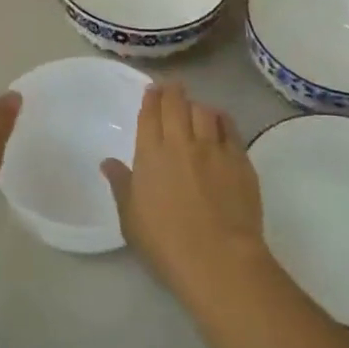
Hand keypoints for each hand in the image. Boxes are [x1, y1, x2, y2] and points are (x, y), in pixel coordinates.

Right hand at [101, 82, 267, 304]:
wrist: (218, 258)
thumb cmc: (165, 242)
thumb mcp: (130, 218)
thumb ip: (121, 184)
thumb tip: (108, 162)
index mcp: (151, 153)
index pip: (150, 113)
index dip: (151, 98)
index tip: (152, 90)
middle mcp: (182, 142)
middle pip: (177, 104)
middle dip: (172, 92)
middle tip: (171, 89)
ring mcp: (213, 148)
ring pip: (204, 111)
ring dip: (196, 105)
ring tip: (195, 108)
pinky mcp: (240, 159)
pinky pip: (230, 127)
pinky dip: (221, 119)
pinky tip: (219, 121)